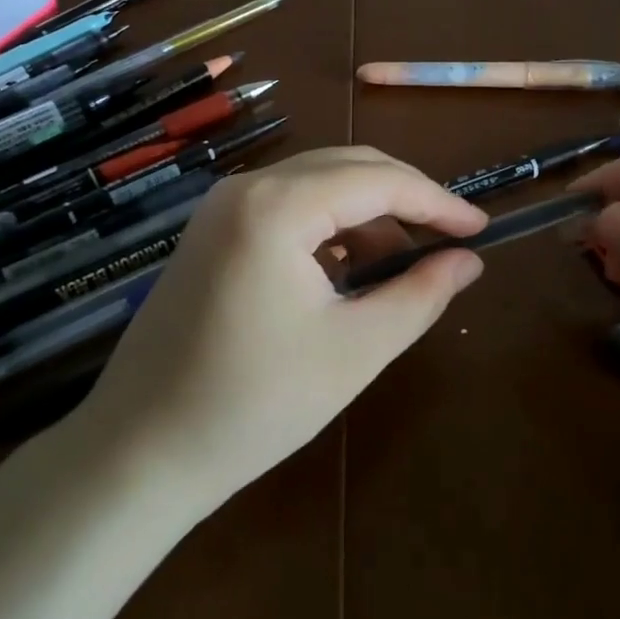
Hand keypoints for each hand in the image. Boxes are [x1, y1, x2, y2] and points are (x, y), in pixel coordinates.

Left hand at [78, 147, 488, 502]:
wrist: (139, 451)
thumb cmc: (253, 405)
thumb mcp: (354, 351)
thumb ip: (419, 296)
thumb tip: (468, 261)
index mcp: (277, 206)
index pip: (377, 180)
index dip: (436, 201)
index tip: (480, 228)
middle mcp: (245, 187)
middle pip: (346, 166)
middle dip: (403, 199)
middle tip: (449, 240)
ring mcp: (221, 206)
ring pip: (316, 183)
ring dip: (366, 213)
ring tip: (399, 267)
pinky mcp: (211, 230)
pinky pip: (286, 206)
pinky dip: (327, 227)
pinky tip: (345, 271)